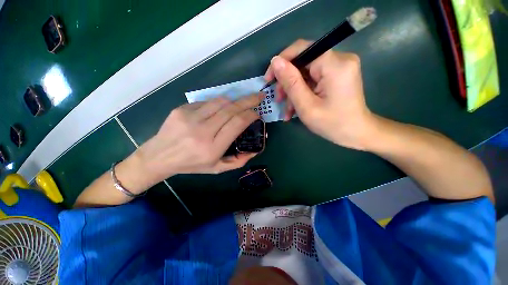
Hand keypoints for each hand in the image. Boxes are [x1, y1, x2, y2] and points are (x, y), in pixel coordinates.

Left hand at [126, 94, 262, 189]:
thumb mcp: (217, 168)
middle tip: (258, 97)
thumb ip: (238, 161)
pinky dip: (218, 104)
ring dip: (234, 100)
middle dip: (248, 101)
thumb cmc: (191, 164)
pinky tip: (220, 109)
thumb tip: (255, 150)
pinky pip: (206, 102)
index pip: (237, 123)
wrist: (159, 156)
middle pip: (231, 109)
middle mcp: (202, 131)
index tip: (257, 113)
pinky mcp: (181, 109)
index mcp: (212, 147)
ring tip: (241, 102)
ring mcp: (190, 117)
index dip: (250, 115)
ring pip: (220, 102)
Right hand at [264, 39, 375, 149]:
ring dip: (293, 91)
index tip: (269, 79)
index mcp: (335, 65)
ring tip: (287, 110)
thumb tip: (275, 61)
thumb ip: (291, 82)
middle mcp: (339, 59)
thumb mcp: (306, 106)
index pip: (302, 48)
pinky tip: (295, 108)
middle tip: (278, 100)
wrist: (356, 133)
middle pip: (303, 62)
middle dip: (287, 82)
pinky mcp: (337, 75)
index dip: (282, 61)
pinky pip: (313, 79)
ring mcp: (339, 67)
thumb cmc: (332, 124)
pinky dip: (302, 92)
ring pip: (306, 73)